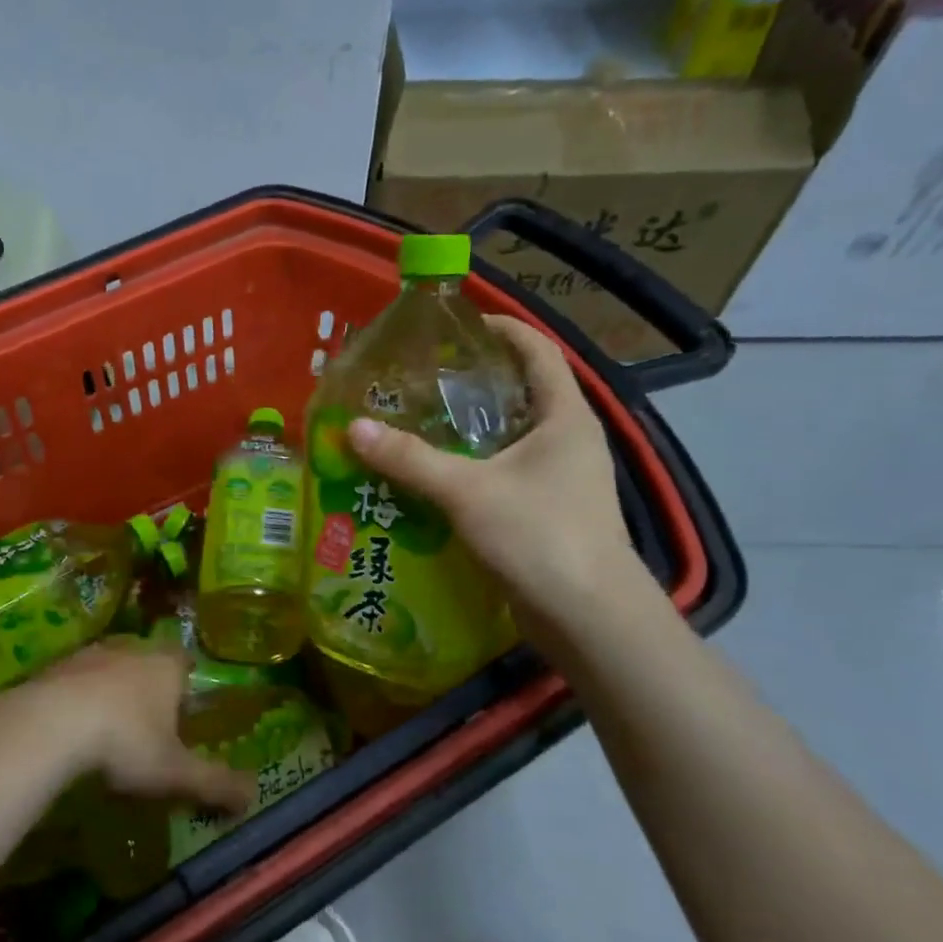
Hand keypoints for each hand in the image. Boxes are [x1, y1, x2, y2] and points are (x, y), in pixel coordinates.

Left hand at [15, 643, 254, 812]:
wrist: (50, 724)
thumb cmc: (126, 742)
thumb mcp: (176, 773)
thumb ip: (216, 783)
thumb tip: (254, 796)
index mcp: (165, 666)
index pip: (184, 660)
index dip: (186, 681)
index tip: (184, 706)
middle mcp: (130, 649)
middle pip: (146, 660)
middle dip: (148, 685)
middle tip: (147, 722)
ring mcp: (88, 654)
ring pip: (108, 666)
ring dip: (110, 690)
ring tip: (107, 727)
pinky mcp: (53, 667)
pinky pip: (74, 680)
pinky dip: (77, 698)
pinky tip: (71, 728)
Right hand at [345, 316, 652, 631]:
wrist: (588, 617)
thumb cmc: (539, 535)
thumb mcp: (467, 491)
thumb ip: (409, 459)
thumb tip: (354, 427)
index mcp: (565, 417)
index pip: (538, 351)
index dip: (503, 329)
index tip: (458, 323)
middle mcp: (569, 441)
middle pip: (522, 393)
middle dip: (474, 382)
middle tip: (421, 379)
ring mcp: (561, 480)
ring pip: (510, 439)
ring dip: (469, 430)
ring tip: (417, 424)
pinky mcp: (547, 513)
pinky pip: (504, 475)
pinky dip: (471, 468)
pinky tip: (433, 479)